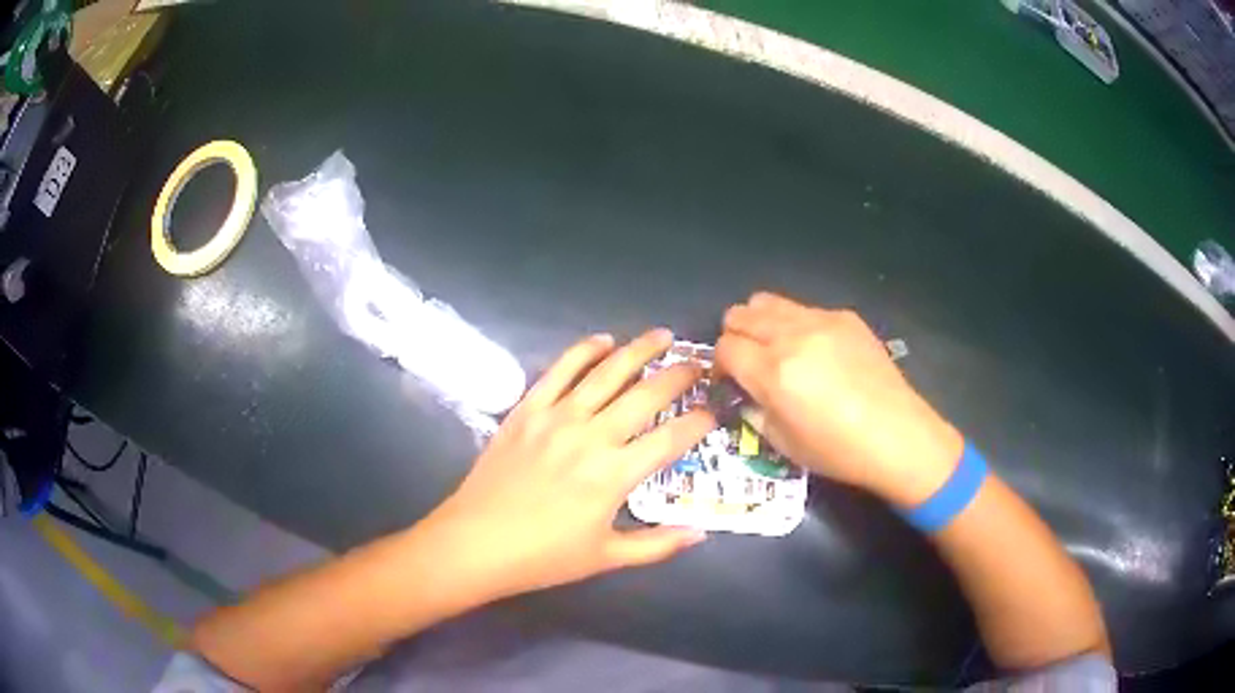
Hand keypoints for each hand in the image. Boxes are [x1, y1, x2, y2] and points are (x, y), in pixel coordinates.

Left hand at [424, 329, 714, 599]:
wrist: (476, 543)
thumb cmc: (543, 556)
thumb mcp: (607, 558)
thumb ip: (658, 544)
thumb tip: (701, 534)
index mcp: (616, 475)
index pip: (672, 438)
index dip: (700, 421)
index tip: (713, 411)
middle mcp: (592, 436)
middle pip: (646, 395)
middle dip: (679, 376)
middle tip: (697, 364)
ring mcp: (557, 417)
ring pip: (607, 372)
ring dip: (639, 350)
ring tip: (662, 335)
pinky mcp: (527, 409)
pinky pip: (560, 369)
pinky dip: (584, 350)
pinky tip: (603, 340)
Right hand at [717, 292, 962, 506]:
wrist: (898, 436)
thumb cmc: (838, 451)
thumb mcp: (783, 444)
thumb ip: (754, 410)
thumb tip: (745, 391)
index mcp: (773, 373)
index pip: (724, 347)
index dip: (720, 364)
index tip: (730, 380)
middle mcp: (792, 337)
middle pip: (739, 315)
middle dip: (735, 337)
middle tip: (749, 362)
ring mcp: (821, 321)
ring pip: (767, 301)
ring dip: (760, 323)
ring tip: (777, 349)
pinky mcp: (845, 317)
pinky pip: (804, 309)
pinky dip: (795, 324)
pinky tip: (817, 352)